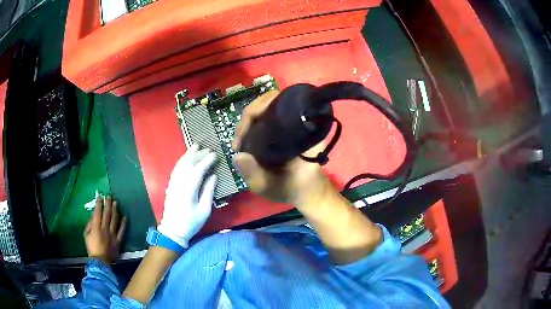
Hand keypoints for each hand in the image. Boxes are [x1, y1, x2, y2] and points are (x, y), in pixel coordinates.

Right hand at [84, 196, 126, 263]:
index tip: (100, 197)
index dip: (98, 204)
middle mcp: (105, 229)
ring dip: (115, 210)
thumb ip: (89, 224)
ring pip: (114, 220)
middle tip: (109, 197)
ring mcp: (112, 235)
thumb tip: (93, 215)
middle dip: (108, 204)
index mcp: (96, 227)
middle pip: (107, 214)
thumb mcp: (86, 234)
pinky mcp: (118, 240)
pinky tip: (125, 217)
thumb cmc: (91, 248)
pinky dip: (123, 223)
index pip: (97, 213)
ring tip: (116, 203)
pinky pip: (121, 231)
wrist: (100, 261)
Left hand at [158, 144, 216, 247]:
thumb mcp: (204, 210)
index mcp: (188, 190)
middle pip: (188, 164)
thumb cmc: (191, 222)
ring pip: (180, 164)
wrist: (173, 229)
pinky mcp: (170, 184)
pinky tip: (186, 157)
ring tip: (196, 146)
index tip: (215, 155)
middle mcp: (179, 183)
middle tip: (208, 149)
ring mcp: (173, 182)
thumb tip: (213, 176)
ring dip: (188, 154)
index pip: (198, 170)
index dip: (206, 161)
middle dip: (198, 154)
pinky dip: (182, 160)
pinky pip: (176, 168)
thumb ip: (208, 192)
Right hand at [232, 90, 336, 207]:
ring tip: (240, 139)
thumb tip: (237, 156)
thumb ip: (255, 175)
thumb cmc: (293, 188)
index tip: (243, 135)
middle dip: (249, 116)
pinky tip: (246, 137)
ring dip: (249, 120)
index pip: (278, 104)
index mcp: (301, 130)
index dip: (256, 112)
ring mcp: (292, 122)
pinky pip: (268, 116)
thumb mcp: (271, 187)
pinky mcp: (286, 127)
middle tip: (238, 139)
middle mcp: (298, 121)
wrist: (307, 191)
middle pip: (271, 101)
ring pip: (268, 107)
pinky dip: (254, 123)